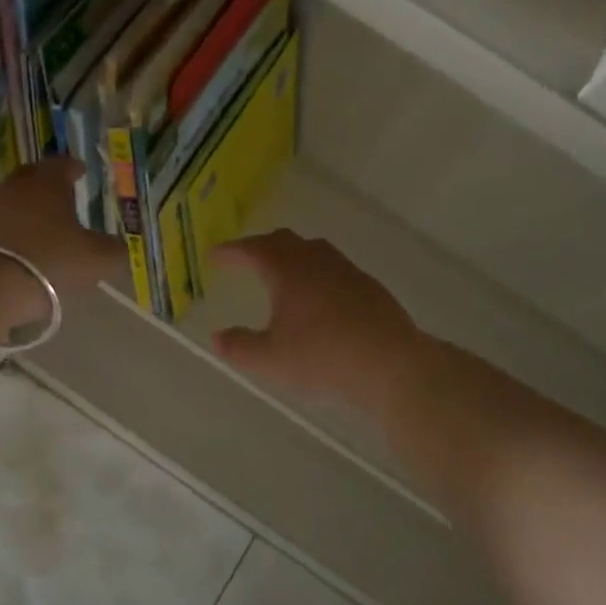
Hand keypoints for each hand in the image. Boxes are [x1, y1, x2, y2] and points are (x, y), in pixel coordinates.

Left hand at [0, 158, 128, 301]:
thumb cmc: (50, 261)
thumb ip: (112, 250)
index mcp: (47, 184)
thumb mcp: (96, 260)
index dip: (73, 168)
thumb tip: (117, 246)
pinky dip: (7, 233)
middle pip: (32, 177)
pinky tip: (16, 251)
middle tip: (61, 198)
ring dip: (24, 211)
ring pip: (10, 202)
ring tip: (39, 230)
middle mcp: (14, 187)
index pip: (61, 164)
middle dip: (46, 185)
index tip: (80, 172)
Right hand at [208, 230, 420, 411]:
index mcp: (287, 270)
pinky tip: (319, 297)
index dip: (231, 251)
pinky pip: (334, 269)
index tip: (215, 257)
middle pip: (284, 241)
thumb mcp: (270, 359)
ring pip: (313, 251)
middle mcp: (316, 261)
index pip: (252, 250)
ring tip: (281, 273)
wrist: (390, 363)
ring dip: (291, 256)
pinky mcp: (368, 287)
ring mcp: (346, 271)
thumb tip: (217, 337)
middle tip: (245, 259)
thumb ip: (239, 347)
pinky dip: (316, 273)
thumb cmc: (322, 356)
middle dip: (260, 247)